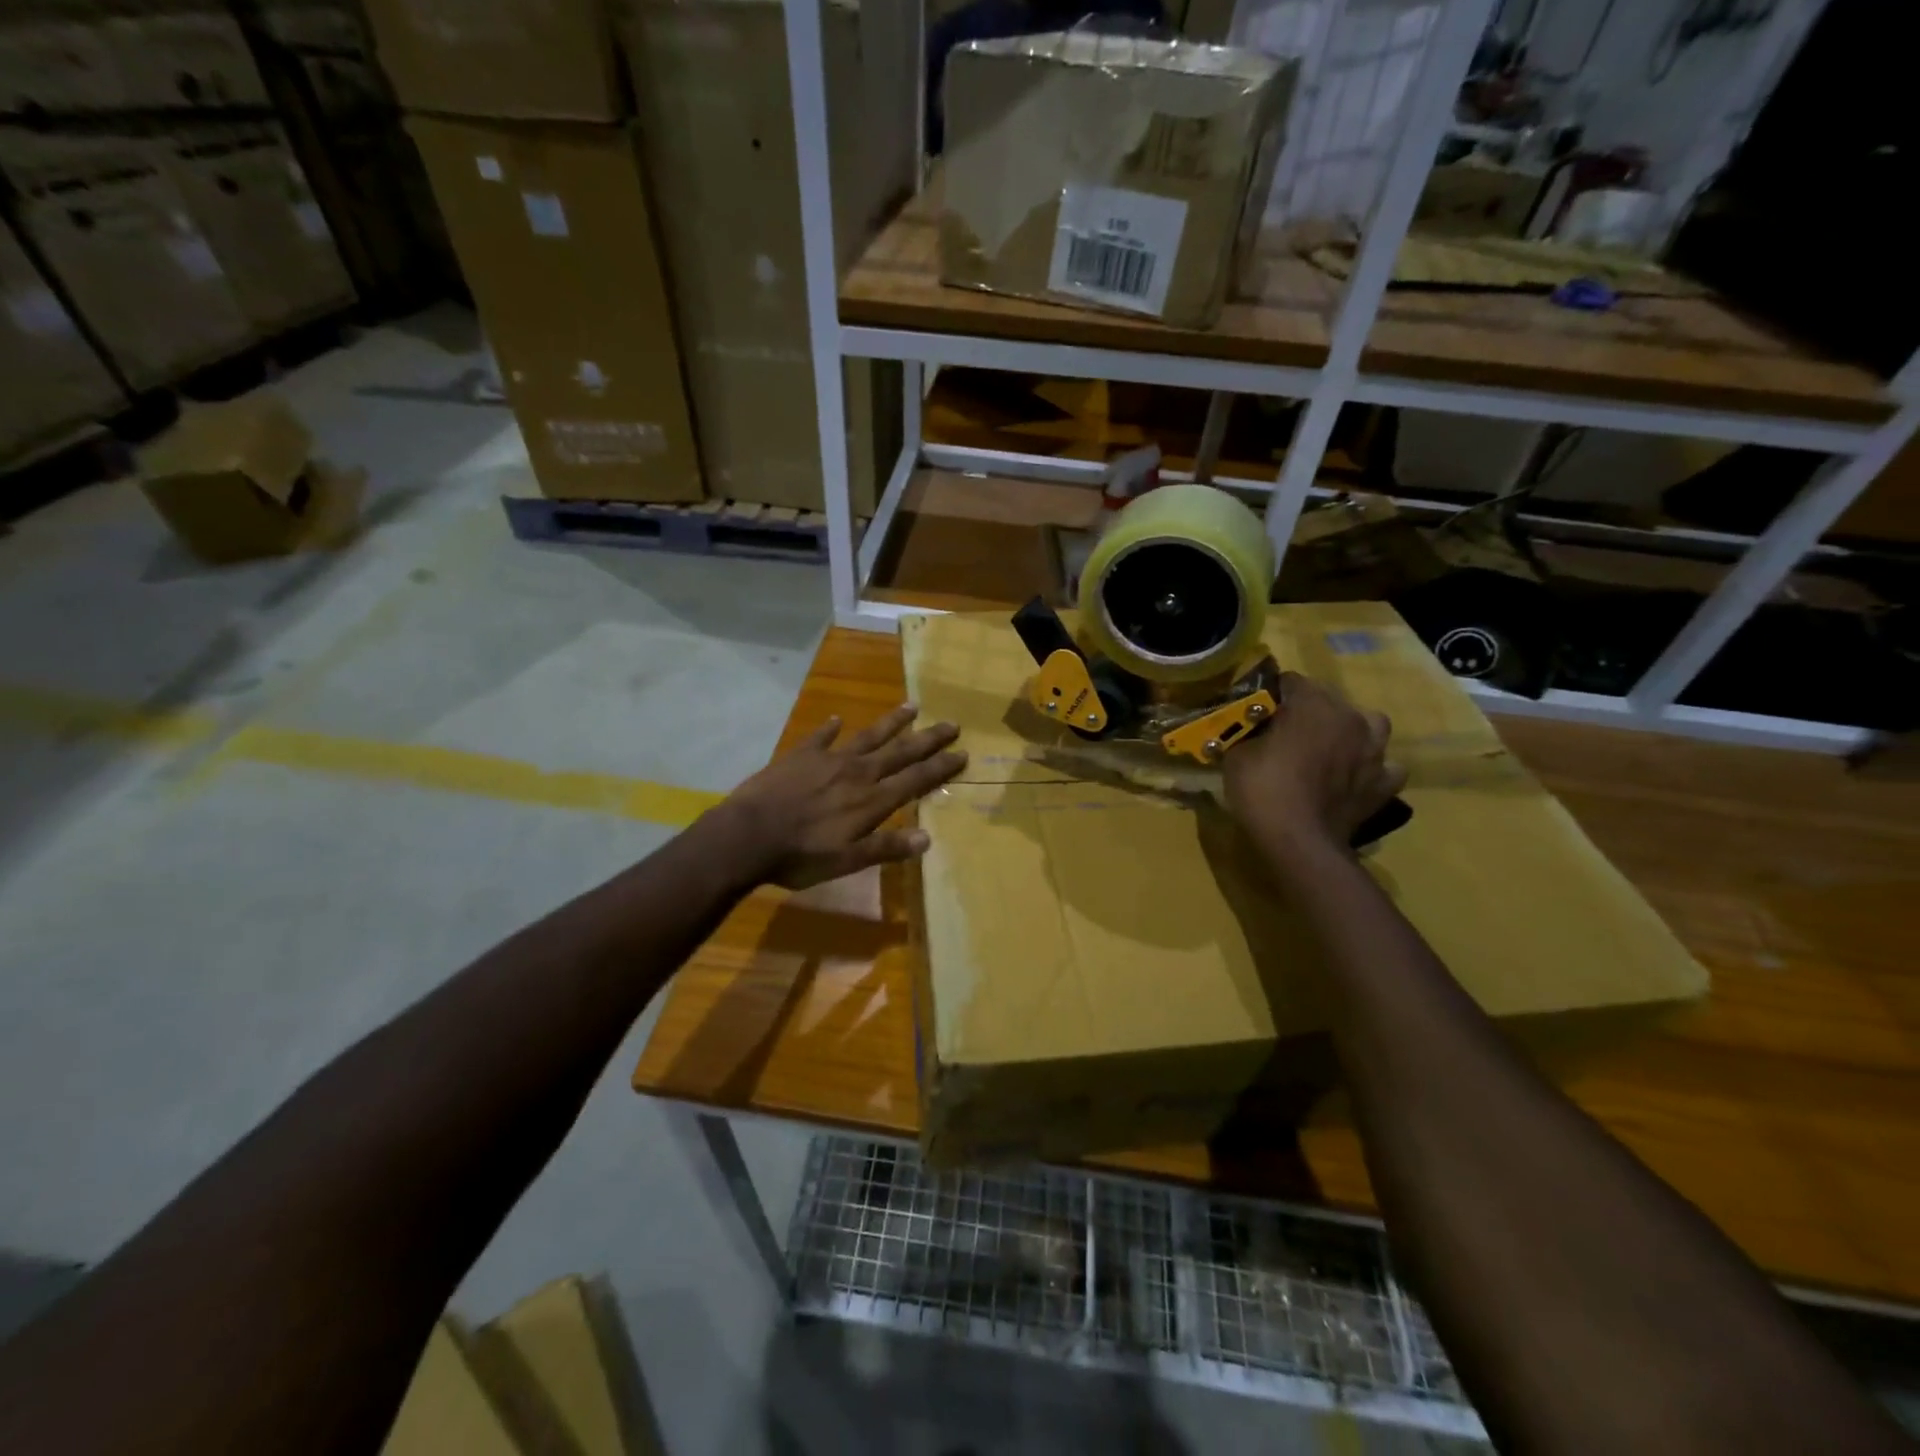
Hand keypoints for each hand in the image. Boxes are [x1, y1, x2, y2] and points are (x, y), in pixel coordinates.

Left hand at [718, 704, 966, 889]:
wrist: (747, 835)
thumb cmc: (799, 856)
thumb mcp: (847, 861)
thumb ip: (886, 848)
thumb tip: (927, 838)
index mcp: (871, 801)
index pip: (915, 780)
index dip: (940, 768)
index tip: (962, 753)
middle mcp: (857, 774)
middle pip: (899, 752)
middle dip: (927, 739)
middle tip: (951, 724)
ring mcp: (828, 761)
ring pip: (867, 736)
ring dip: (891, 722)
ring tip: (911, 706)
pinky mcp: (799, 756)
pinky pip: (819, 737)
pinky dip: (829, 728)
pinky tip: (835, 718)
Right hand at [1223, 672, 1405, 858]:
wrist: (1299, 841)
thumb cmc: (1262, 789)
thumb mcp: (1236, 754)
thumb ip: (1247, 732)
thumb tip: (1249, 729)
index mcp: (1313, 704)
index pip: (1290, 681)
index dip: (1271, 696)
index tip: (1256, 713)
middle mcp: (1351, 717)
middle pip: (1329, 700)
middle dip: (1308, 712)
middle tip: (1285, 735)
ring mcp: (1374, 751)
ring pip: (1369, 726)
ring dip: (1350, 732)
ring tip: (1330, 749)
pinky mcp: (1384, 783)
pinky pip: (1384, 766)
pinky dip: (1371, 769)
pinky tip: (1354, 778)